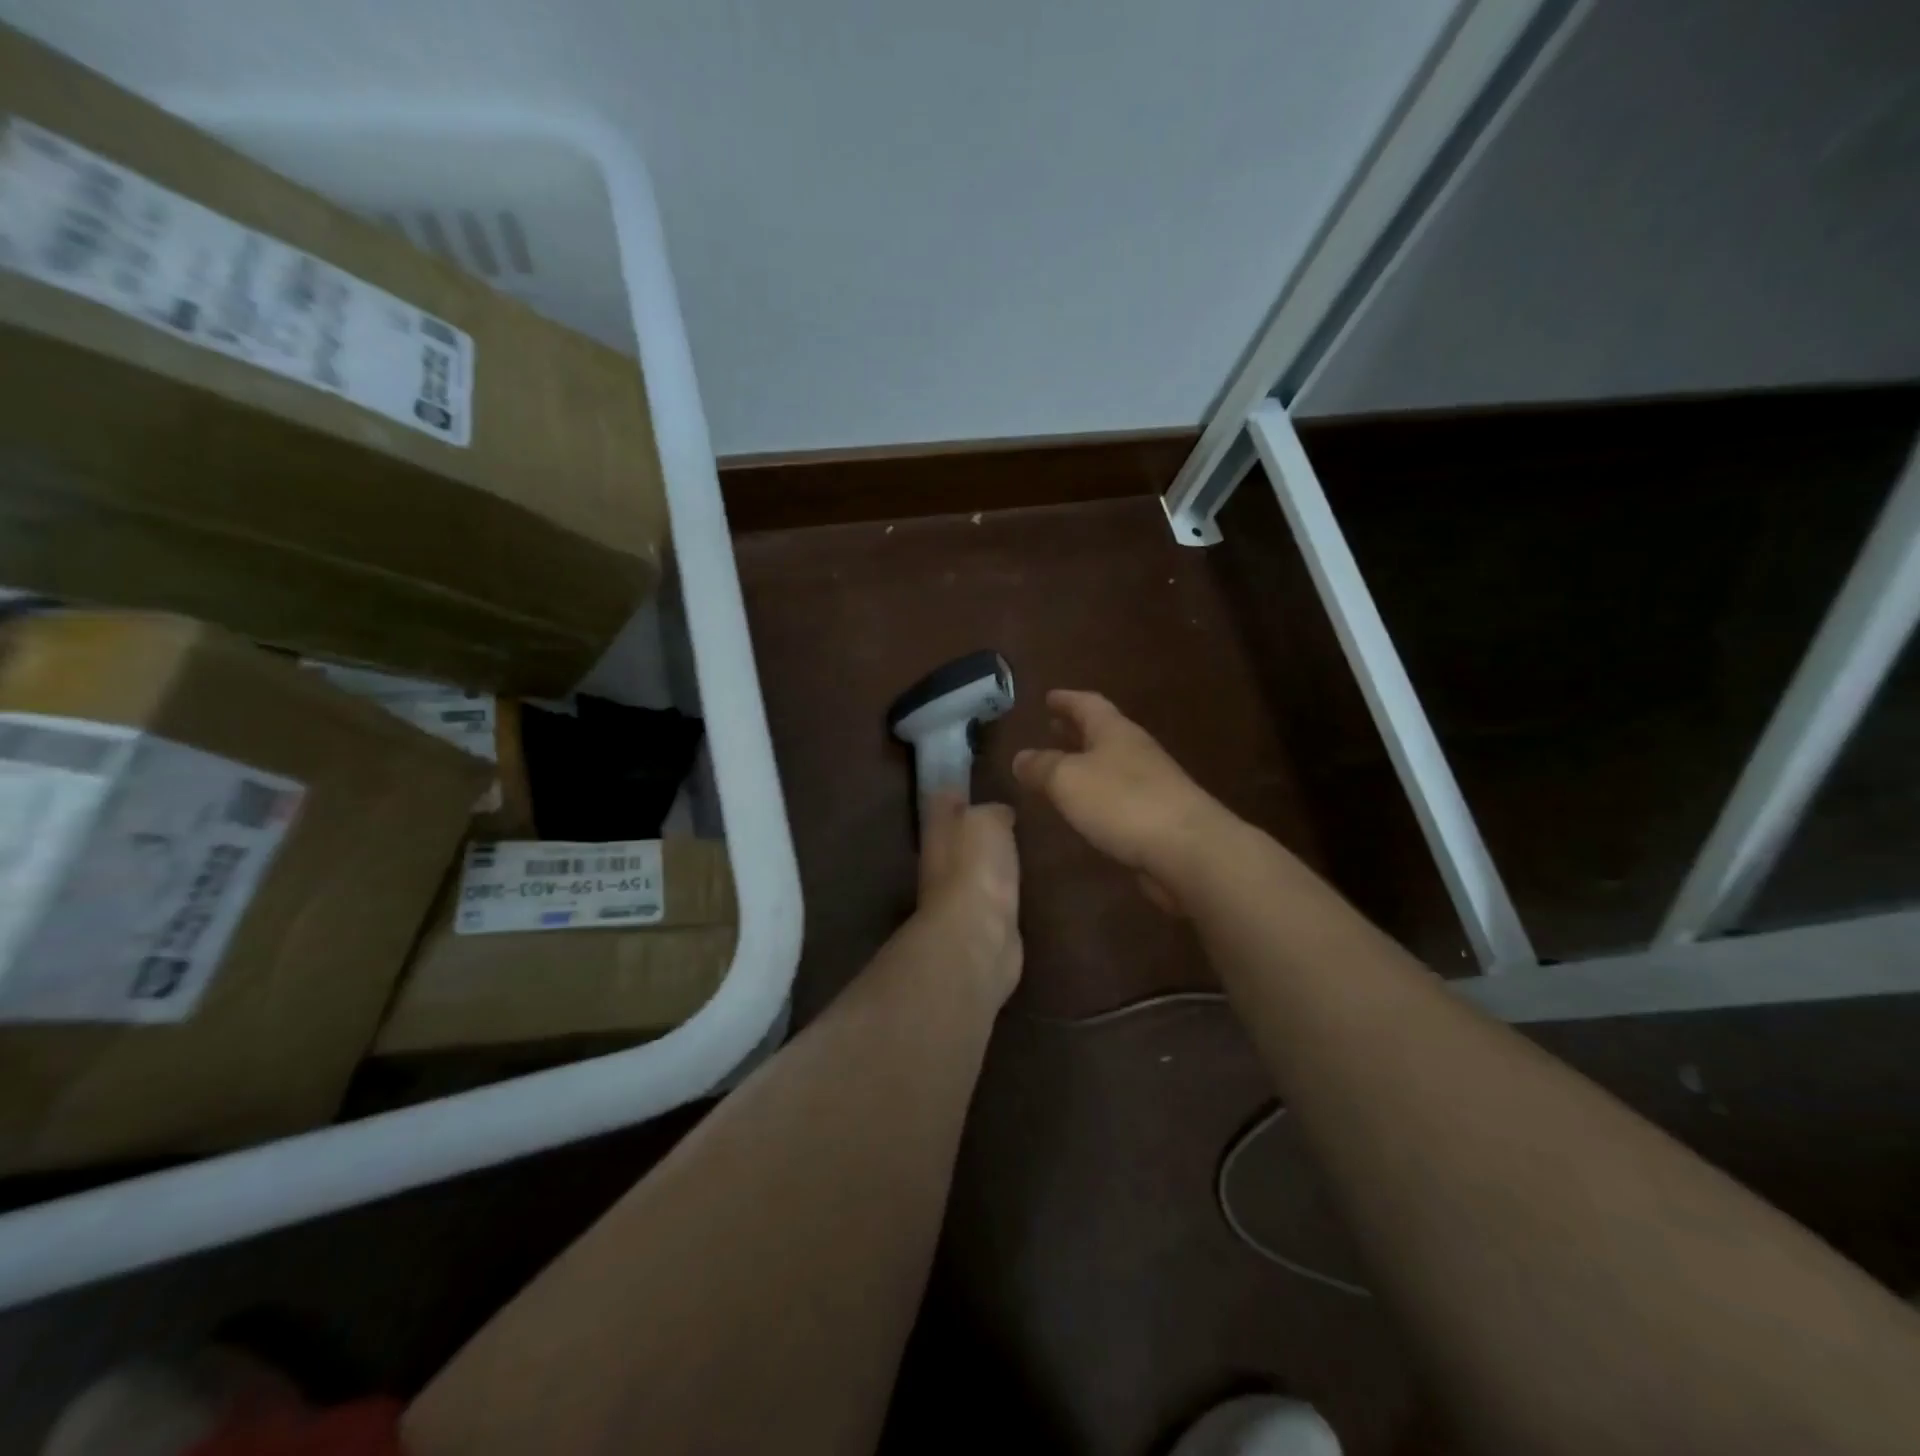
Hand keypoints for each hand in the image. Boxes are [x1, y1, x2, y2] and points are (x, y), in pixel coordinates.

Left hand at [918, 794, 1021, 1001]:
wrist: (978, 936)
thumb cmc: (976, 867)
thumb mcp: (986, 820)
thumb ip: (991, 810)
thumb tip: (999, 813)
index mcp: (938, 831)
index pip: (942, 801)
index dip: (957, 791)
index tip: (979, 783)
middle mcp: (942, 861)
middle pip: (957, 837)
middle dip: (976, 827)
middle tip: (1009, 815)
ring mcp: (960, 896)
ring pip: (975, 867)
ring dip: (990, 859)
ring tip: (1020, 846)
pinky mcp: (982, 923)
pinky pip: (994, 895)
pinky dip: (1003, 888)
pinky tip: (1021, 882)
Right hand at [1013, 690, 1227, 913]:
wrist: (1187, 849)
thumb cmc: (1123, 803)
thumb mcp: (1068, 780)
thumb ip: (1042, 767)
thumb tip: (1020, 757)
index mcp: (1115, 732)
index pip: (1088, 705)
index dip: (1066, 700)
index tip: (1049, 696)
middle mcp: (1135, 751)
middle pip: (1102, 732)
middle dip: (1075, 729)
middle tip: (1053, 726)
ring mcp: (1151, 784)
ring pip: (1110, 764)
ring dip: (1086, 761)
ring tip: (1062, 768)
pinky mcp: (1157, 817)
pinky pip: (1119, 796)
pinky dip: (1098, 794)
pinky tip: (1087, 809)